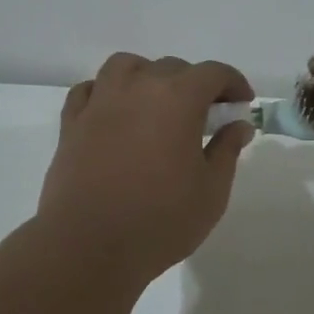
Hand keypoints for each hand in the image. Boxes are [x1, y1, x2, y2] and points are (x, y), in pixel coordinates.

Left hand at [38, 53, 255, 283]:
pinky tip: (116, 114)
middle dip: (195, 84)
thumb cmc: (160, 221)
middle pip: (171, 67)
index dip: (233, 83)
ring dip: (148, 77)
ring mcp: (99, 103)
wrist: (88, 246)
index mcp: (177, 99)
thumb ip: (226, 150)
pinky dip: (108, 92)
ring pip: (126, 67)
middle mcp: (137, 88)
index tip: (242, 104)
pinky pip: (91, 90)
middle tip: (206, 116)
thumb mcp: (212, 191)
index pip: (213, 73)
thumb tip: (238, 125)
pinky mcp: (71, 124)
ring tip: (157, 105)